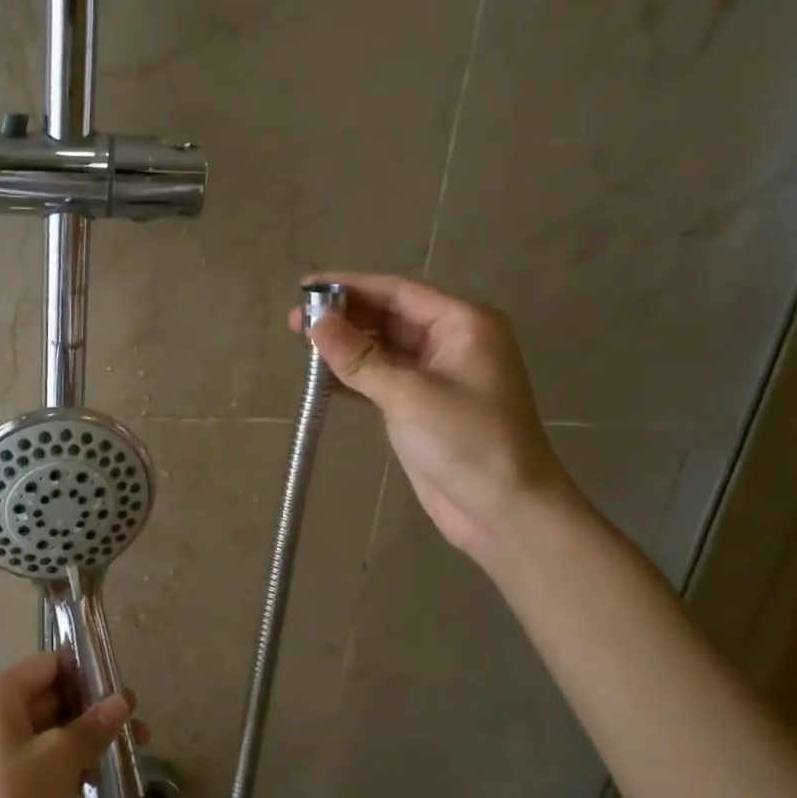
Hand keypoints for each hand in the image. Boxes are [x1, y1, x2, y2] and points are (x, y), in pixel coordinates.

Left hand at [0, 653, 143, 797]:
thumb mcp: (63, 757)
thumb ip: (94, 724)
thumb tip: (123, 700)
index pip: (47, 665)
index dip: (85, 673)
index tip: (120, 691)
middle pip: (47, 697)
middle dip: (91, 711)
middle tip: (135, 726)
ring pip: (45, 732)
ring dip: (84, 740)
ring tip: (127, 756)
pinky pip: (37, 760)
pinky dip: (66, 764)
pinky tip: (98, 781)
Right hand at [291, 272, 574, 557]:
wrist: (503, 510)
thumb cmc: (466, 441)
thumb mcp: (408, 394)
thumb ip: (359, 358)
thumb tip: (315, 323)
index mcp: (463, 324)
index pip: (398, 293)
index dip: (350, 288)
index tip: (305, 287)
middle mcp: (451, 342)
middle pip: (389, 318)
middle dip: (344, 318)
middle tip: (294, 322)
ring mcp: (436, 376)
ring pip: (382, 349)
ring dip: (344, 348)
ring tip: (299, 345)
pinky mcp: (421, 406)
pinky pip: (381, 379)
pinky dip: (352, 377)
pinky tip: (319, 377)